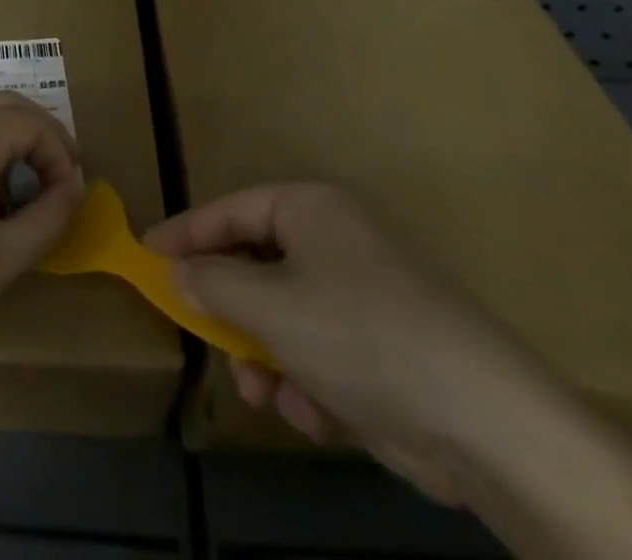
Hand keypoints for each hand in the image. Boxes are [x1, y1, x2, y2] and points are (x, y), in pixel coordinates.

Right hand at [145, 183, 566, 505]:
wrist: (485, 422)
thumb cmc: (360, 335)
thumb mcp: (271, 306)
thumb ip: (213, 285)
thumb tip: (174, 271)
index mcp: (311, 209)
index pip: (231, 210)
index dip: (186, 233)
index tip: (146, 256)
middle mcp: (336, 242)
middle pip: (258, 266)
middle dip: (234, 313)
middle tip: (206, 339)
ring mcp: (364, 296)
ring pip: (286, 318)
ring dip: (268, 358)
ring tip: (265, 394)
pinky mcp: (385, 350)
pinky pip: (321, 354)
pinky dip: (310, 384)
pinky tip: (318, 414)